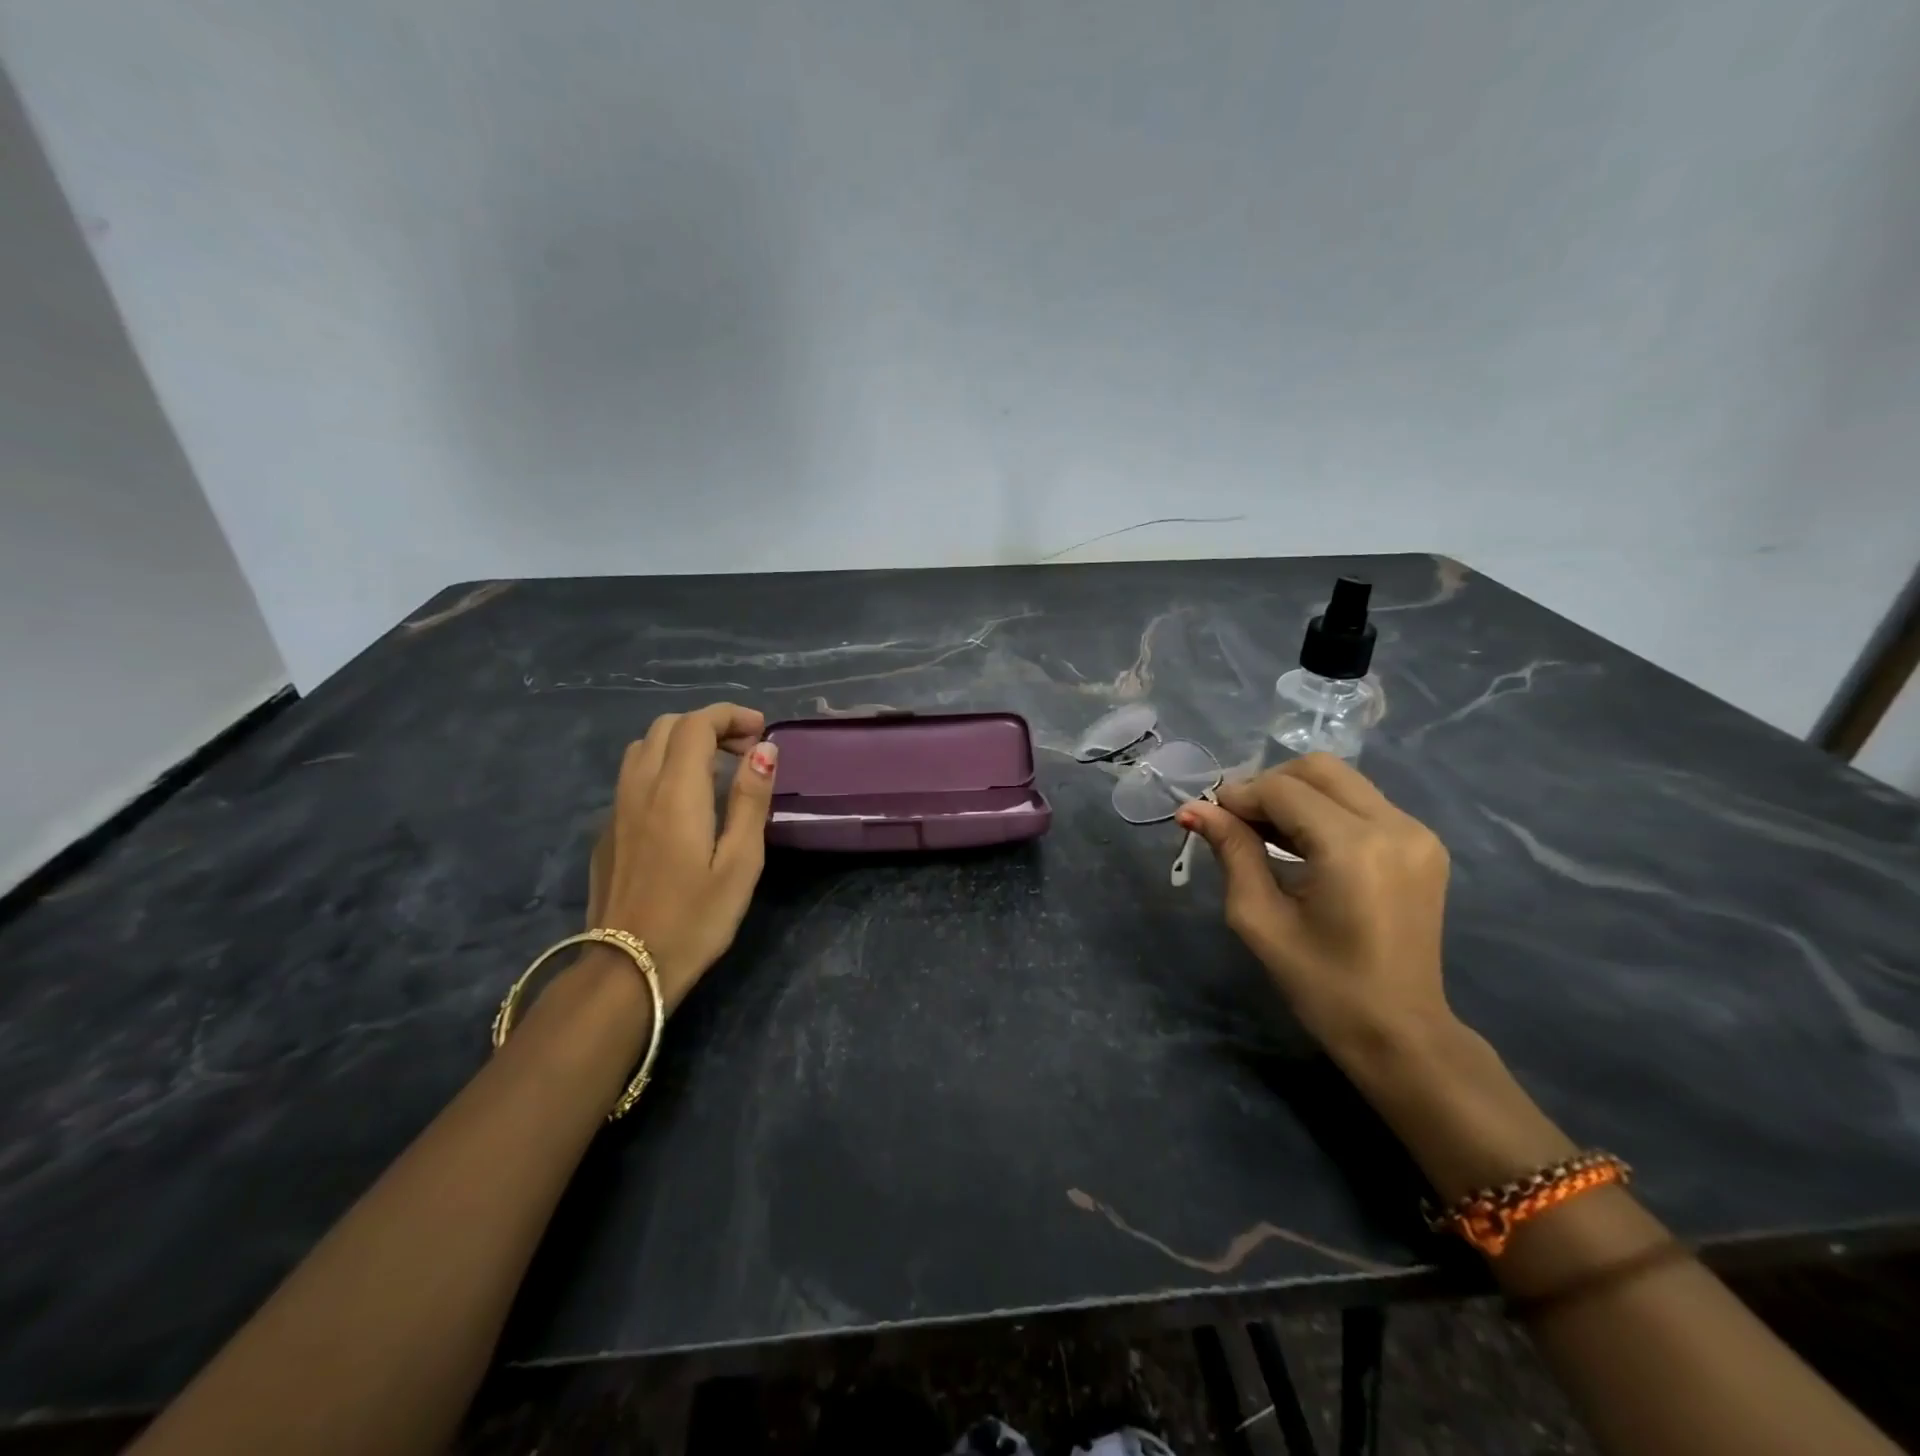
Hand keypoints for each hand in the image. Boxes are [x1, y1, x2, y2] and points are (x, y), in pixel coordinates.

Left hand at [584, 703, 776, 1008]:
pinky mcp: (607, 831)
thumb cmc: (696, 918)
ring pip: (644, 748)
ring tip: (716, 770)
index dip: (730, 716)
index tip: (761, 732)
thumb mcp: (740, 862)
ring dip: (682, 743)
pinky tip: (683, 803)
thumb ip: (751, 799)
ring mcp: (616, 809)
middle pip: (667, 727)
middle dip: (709, 725)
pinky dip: (662, 767)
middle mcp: (639, 788)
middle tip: (745, 751)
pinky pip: (632, 776)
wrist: (627, 969)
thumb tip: (764, 750)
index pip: (696, 724)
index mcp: (675, 792)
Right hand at [1178, 753, 1453, 1062]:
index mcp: (1354, 849)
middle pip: (1318, 769)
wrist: (1401, 1032)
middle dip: (1268, 786)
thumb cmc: (1322, 985)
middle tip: (1239, 823)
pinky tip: (1302, 845)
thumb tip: (1193, 809)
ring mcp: (1417, 833)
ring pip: (1341, 780)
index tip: (1210, 817)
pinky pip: (1362, 802)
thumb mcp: (1260, 919)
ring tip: (1265, 835)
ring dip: (1295, 795)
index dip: (1239, 796)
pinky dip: (1324, 810)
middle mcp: (1395, 826)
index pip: (1283, 790)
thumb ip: (1231, 852)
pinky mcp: (1424, 844)